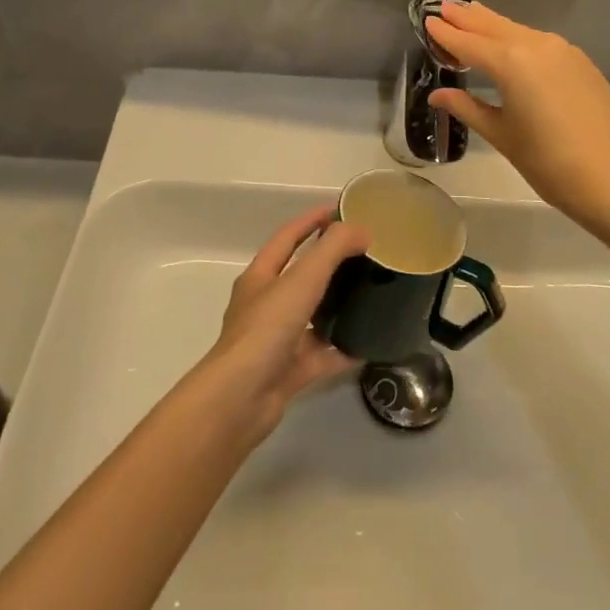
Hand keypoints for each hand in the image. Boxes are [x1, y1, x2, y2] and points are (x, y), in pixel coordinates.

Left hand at [194, 206, 368, 440]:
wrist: (240, 400)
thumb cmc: (266, 329)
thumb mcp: (301, 280)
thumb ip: (332, 250)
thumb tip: (362, 231)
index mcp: (260, 277)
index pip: (287, 237)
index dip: (311, 220)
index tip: (339, 209)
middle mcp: (265, 305)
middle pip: (300, 275)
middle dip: (328, 262)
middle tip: (363, 252)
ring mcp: (276, 339)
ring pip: (311, 315)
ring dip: (336, 305)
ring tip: (369, 294)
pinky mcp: (288, 371)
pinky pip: (321, 355)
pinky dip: (342, 349)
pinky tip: (368, 344)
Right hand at [427, 0, 609, 227]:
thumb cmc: (548, 162)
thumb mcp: (502, 135)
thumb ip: (468, 107)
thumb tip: (438, 94)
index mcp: (511, 62)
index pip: (468, 42)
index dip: (446, 34)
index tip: (427, 21)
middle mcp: (536, 45)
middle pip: (493, 26)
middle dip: (467, 18)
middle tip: (444, 7)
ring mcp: (563, 50)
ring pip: (518, 30)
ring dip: (493, 24)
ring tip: (471, 15)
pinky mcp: (580, 62)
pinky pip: (539, 42)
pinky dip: (517, 37)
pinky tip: (510, 44)